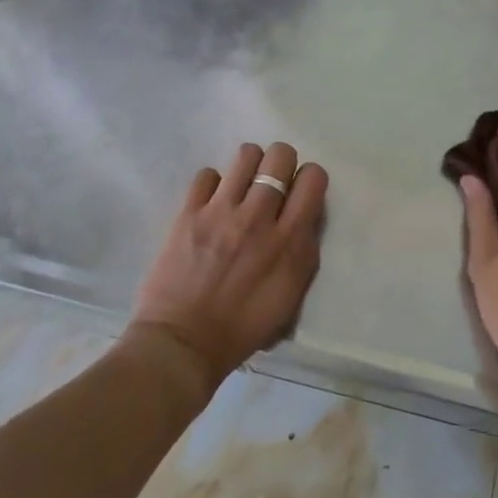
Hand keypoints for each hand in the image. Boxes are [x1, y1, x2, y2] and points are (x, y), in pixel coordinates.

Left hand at [131, 142, 327, 388]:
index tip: (299, 195)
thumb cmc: (244, 327)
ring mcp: (221, 211)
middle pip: (280, 155)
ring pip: (245, 155)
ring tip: (241, 189)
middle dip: (280, 164)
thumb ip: (304, 251)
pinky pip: (207, 174)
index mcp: (290, 240)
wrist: (184, 342)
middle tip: (271, 186)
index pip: (313, 178)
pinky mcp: (189, 212)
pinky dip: (213, 185)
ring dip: (249, 167)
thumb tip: (305, 218)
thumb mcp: (292, 294)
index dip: (308, 180)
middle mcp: (259, 217)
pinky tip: (211, 205)